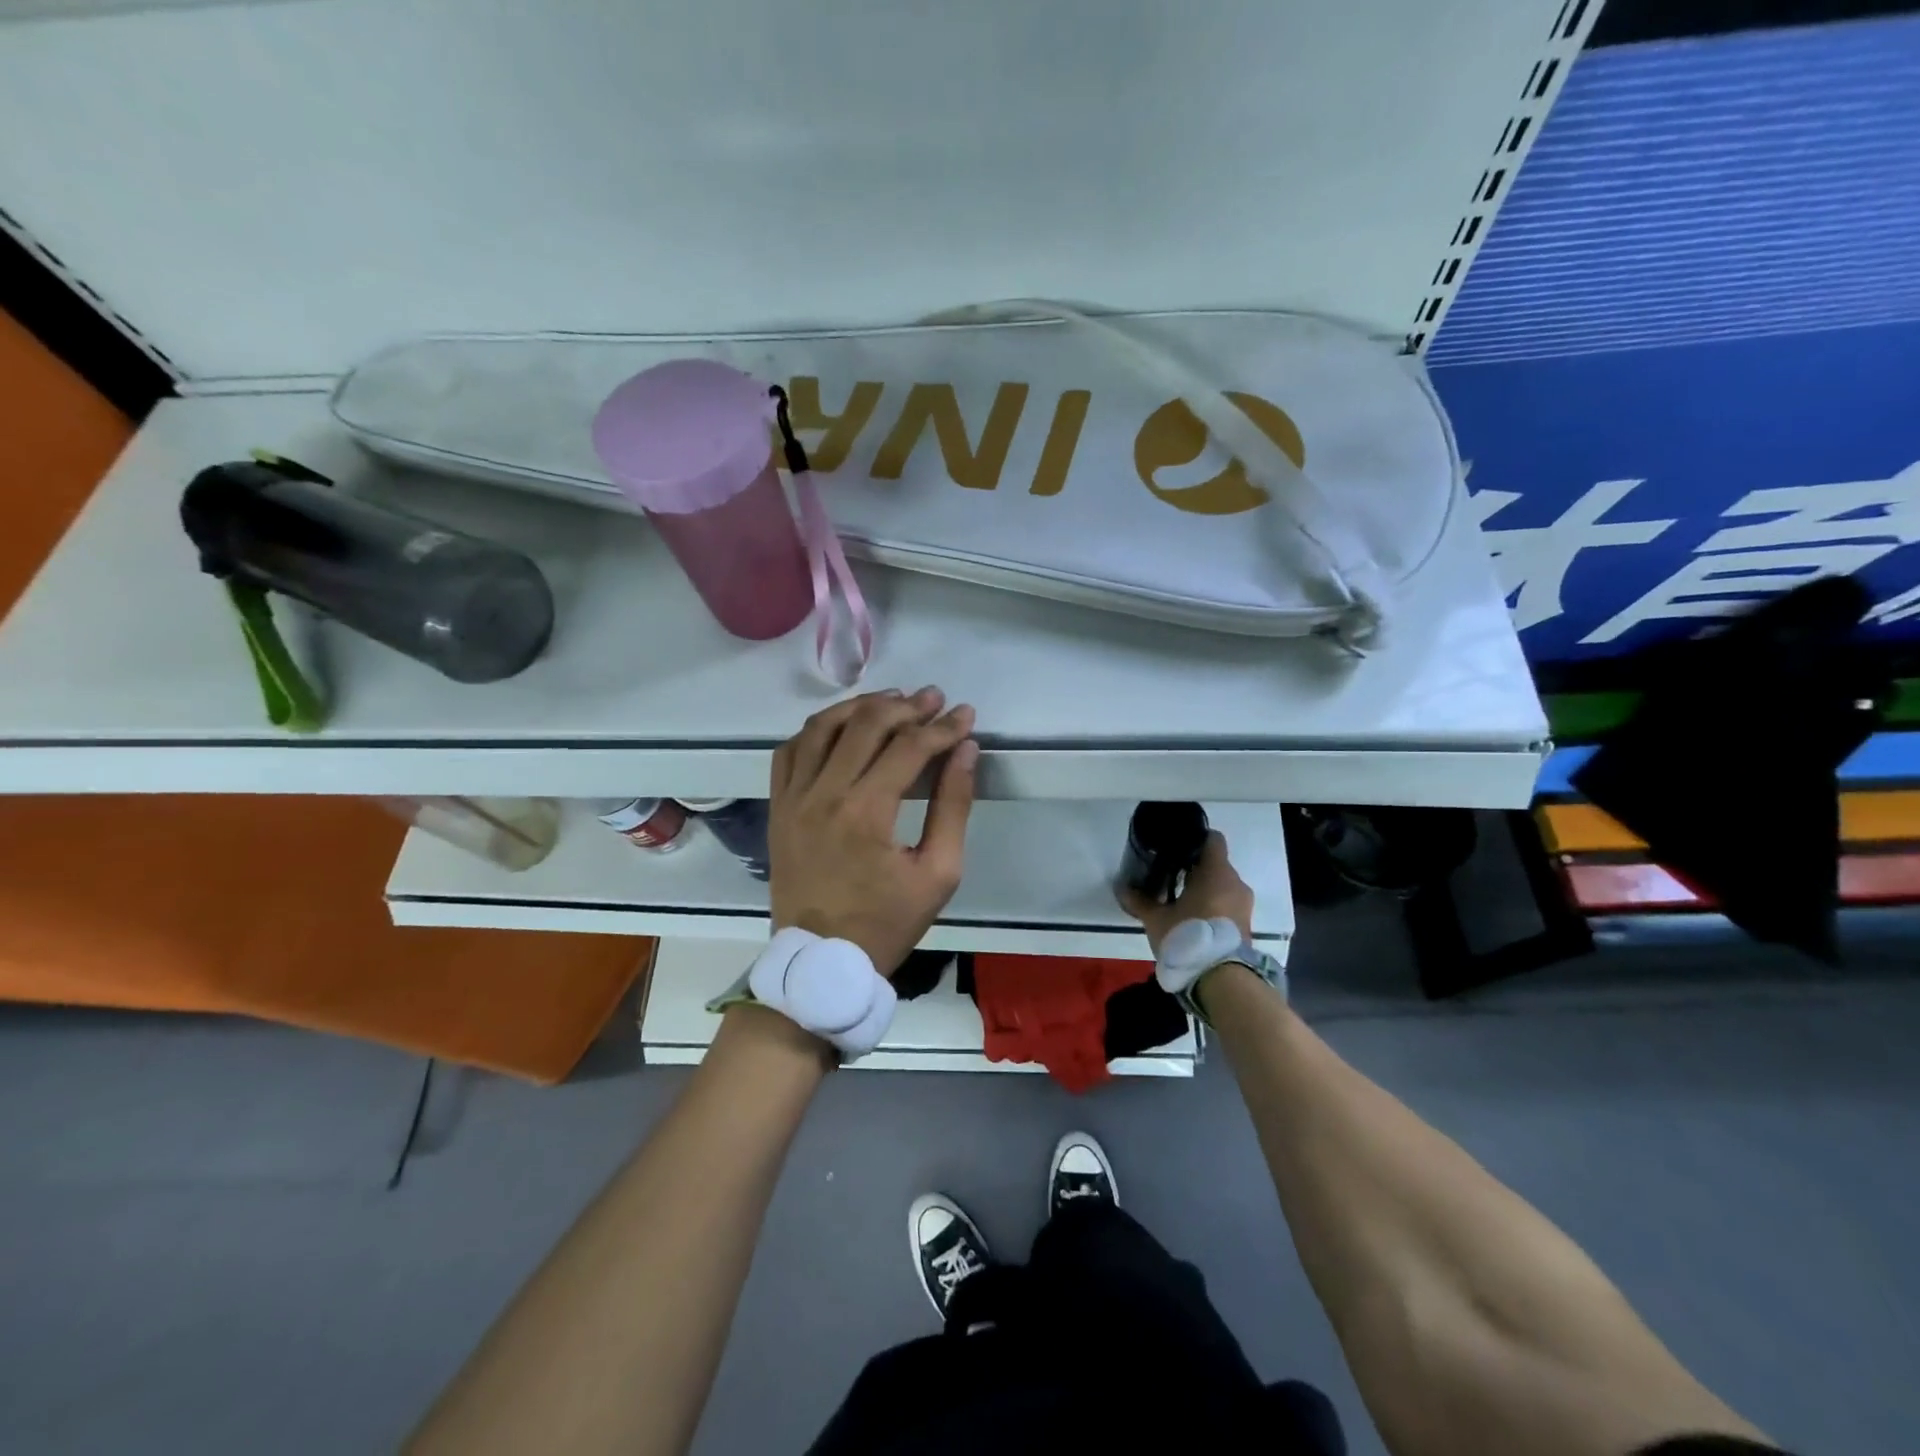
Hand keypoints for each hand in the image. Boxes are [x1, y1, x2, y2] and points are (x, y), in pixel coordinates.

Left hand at [768, 686, 978, 974]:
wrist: (822, 960)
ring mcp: (793, 798)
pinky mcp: (777, 806)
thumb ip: (954, 807)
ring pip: (822, 727)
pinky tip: (841, 727)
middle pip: (866, 725)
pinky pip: (790, 750)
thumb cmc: (887, 922)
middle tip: (934, 699)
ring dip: (861, 706)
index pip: (909, 748)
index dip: (943, 727)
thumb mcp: (938, 874)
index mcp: (866, 812)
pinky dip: (817, 729)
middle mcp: (823, 793)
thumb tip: (966, 751)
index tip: (966, 715)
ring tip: (892, 700)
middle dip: (907, 706)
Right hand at [1117, 831, 1254, 956]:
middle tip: (1169, 877)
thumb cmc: (1188, 936)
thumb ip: (1140, 901)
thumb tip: (1121, 888)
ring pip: (1222, 886)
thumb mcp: (1156, 919)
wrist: (1221, 979)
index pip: (1213, 839)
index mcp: (1217, 872)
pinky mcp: (1245, 926)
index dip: (1195, 839)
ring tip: (1179, 901)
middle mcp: (1235, 883)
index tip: (1176, 847)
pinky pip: (1227, 905)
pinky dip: (1213, 907)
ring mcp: (1244, 905)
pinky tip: (1192, 919)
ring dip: (1204, 890)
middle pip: (1215, 865)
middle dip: (1194, 869)